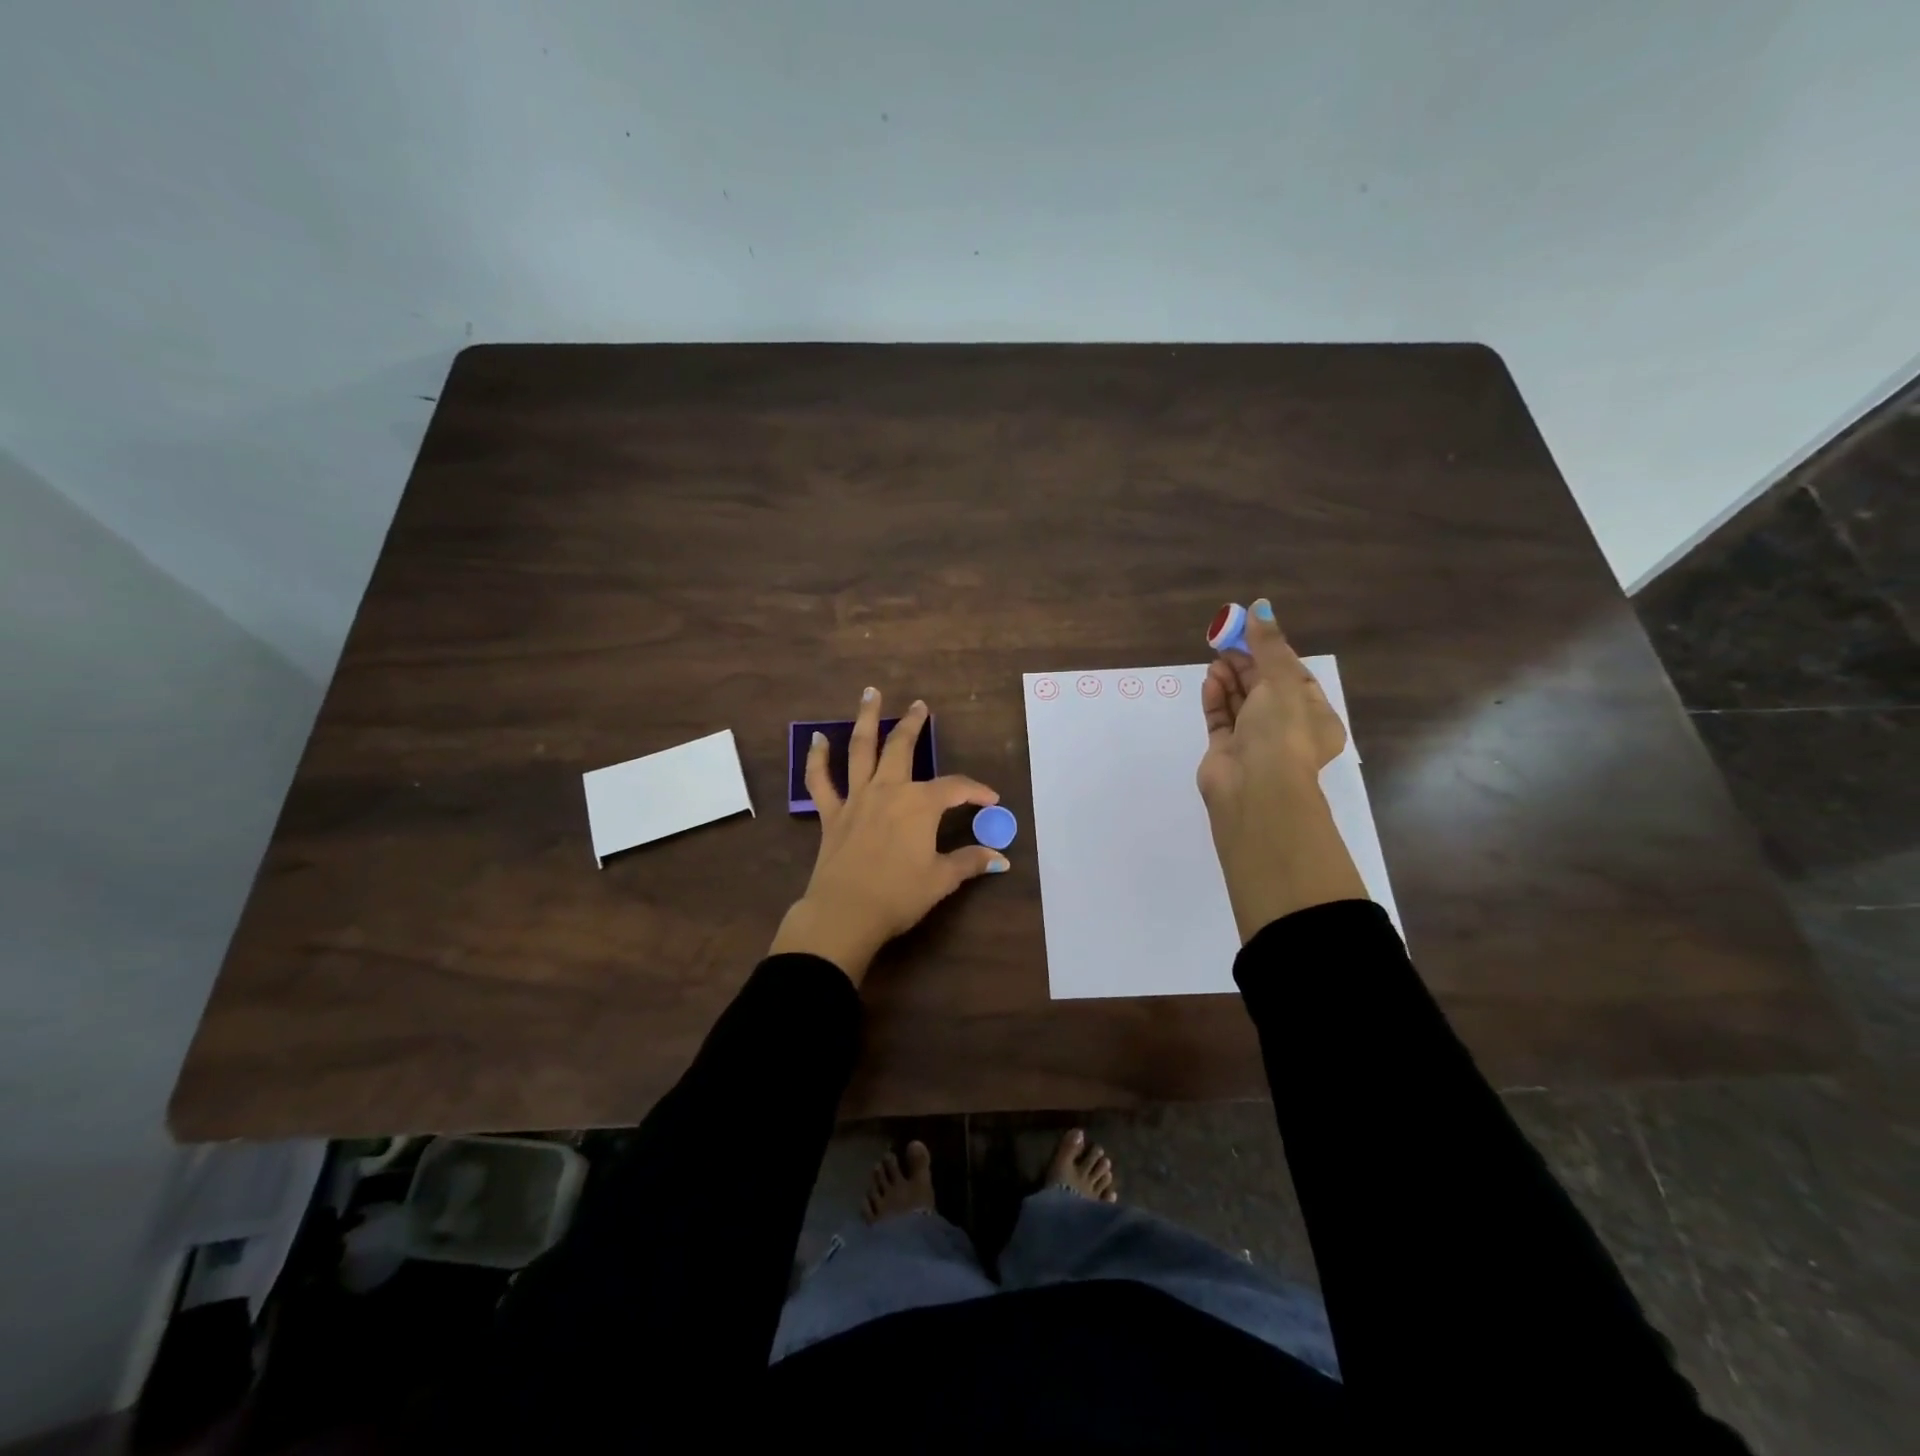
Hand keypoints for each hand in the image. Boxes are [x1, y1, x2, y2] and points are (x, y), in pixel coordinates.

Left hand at [769, 689, 1007, 984]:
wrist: (845, 913)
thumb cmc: (898, 896)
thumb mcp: (941, 880)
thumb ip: (970, 862)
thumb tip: (1002, 859)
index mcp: (920, 804)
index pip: (955, 788)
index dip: (976, 791)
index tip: (991, 800)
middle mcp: (888, 790)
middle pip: (902, 748)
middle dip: (914, 724)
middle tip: (920, 705)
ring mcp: (856, 799)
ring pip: (861, 750)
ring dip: (866, 719)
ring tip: (870, 693)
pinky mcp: (831, 814)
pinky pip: (820, 781)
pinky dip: (817, 759)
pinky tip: (817, 739)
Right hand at [1198, 598, 1367, 939]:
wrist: (1255, 789)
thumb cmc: (1281, 732)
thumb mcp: (1282, 681)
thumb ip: (1268, 645)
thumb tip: (1261, 606)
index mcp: (1314, 716)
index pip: (1295, 676)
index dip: (1273, 652)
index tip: (1251, 631)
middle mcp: (1286, 729)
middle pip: (1265, 687)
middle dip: (1246, 663)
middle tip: (1225, 639)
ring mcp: (1255, 742)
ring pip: (1241, 702)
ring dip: (1230, 678)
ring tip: (1215, 658)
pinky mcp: (1226, 751)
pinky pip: (1220, 719)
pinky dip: (1216, 698)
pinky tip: (1210, 679)